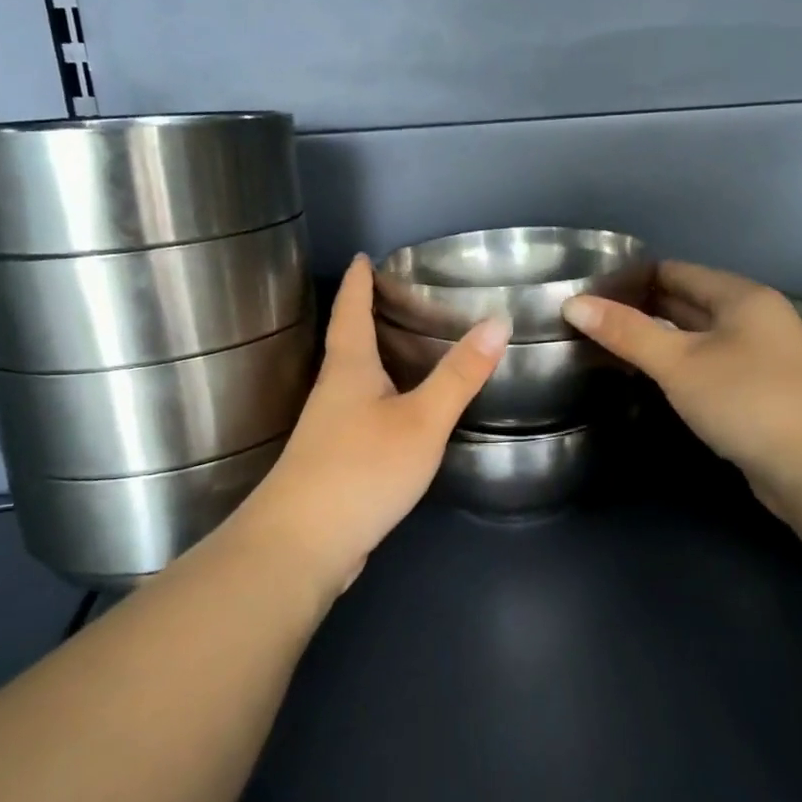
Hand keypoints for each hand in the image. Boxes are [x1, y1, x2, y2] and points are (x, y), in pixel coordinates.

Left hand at [228, 254, 508, 603]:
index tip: (363, 256)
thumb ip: (459, 375)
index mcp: (348, 369)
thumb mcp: (422, 420)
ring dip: (373, 358)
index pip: (351, 311)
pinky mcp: (333, 461)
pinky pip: (359, 413)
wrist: (303, 544)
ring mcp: (328, 429)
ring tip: (405, 347)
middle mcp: (332, 392)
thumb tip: (498, 320)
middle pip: (347, 343)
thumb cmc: (362, 468)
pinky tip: (399, 412)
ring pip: (353, 380)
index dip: (358, 282)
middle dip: (366, 316)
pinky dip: (379, 397)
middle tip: (397, 296)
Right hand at [562, 261, 801, 512]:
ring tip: (609, 349)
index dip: (632, 277)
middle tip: (590, 322)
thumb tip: (573, 303)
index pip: (676, 272)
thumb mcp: (680, 363)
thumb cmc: (748, 400)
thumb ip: (627, 332)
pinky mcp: (760, 395)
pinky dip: (680, 369)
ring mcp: (761, 359)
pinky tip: (652, 382)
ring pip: (699, 339)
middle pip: (689, 303)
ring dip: (660, 342)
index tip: (589, 293)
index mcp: (741, 297)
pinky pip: (710, 368)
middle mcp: (754, 320)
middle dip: (643, 309)